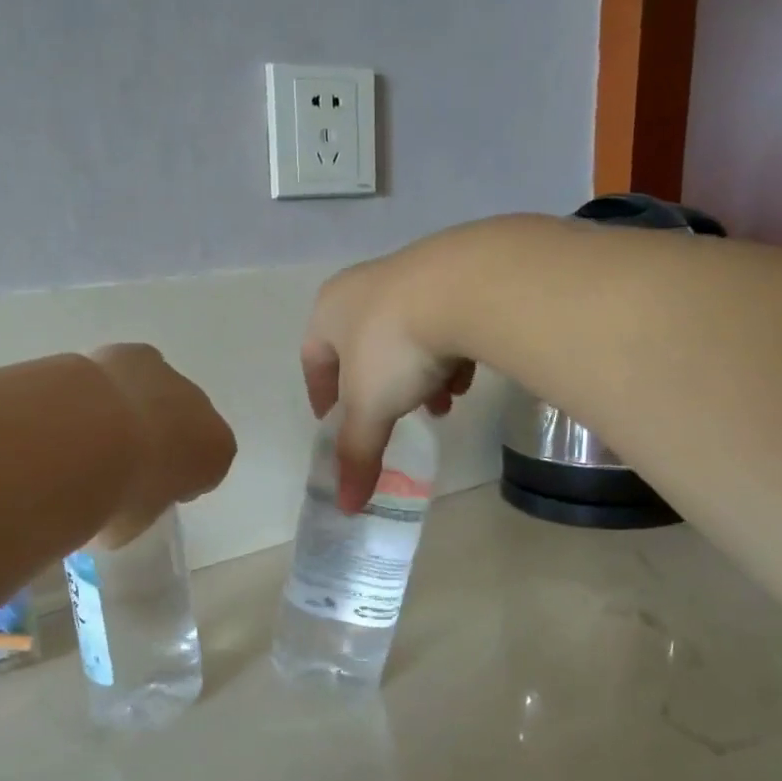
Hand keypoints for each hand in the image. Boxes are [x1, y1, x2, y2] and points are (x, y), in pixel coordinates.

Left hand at [88, 344, 237, 546]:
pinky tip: (81, 403)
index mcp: (217, 452)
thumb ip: (139, 510)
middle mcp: (203, 409)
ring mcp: (170, 376)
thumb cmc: (119, 494)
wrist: (87, 439)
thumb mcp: (134, 523)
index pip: (207, 469)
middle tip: (123, 462)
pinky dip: (111, 385)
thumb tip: (118, 509)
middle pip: (186, 425)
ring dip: (137, 410)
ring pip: (158, 395)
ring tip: (96, 431)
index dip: (179, 481)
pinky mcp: (134, 354)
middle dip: (162, 439)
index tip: (152, 491)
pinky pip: (128, 372)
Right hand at [301, 241, 476, 512]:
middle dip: (380, 390)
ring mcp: (412, 274)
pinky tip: (467, 376)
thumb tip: (347, 507)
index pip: (313, 359)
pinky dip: (449, 354)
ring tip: (443, 404)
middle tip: (396, 418)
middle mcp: (365, 287)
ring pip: (407, 336)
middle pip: (364, 349)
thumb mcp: (371, 408)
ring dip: (419, 376)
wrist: (468, 285)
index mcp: (329, 310)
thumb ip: (357, 454)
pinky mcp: (457, 273)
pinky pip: (443, 321)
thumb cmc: (396, 346)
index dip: (322, 396)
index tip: (336, 424)